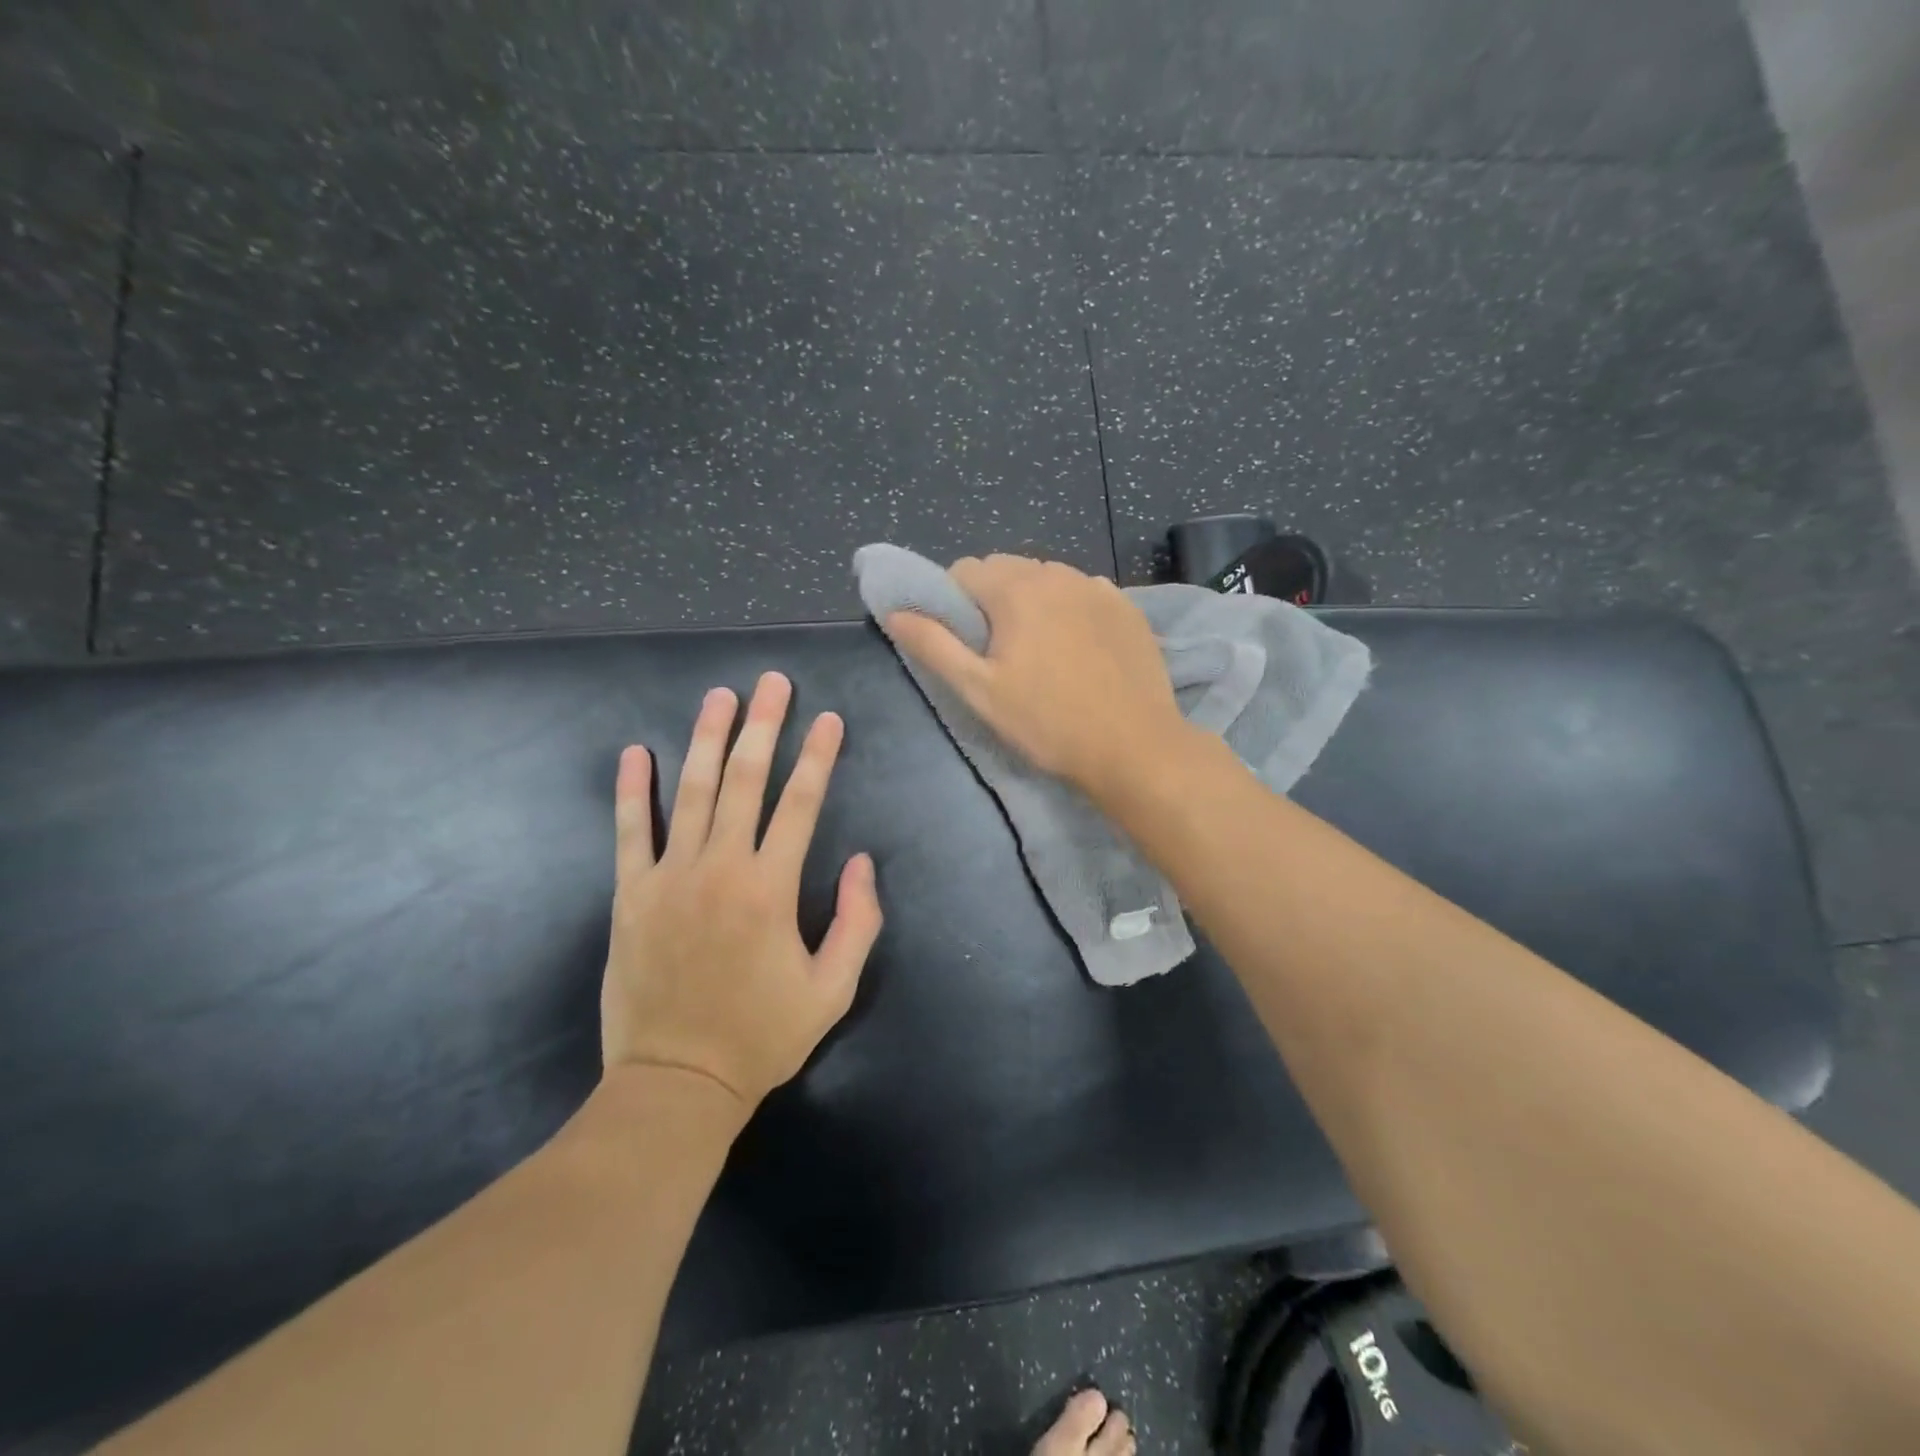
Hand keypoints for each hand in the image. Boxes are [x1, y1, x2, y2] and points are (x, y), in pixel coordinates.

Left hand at [600, 672, 882, 1111]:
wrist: (676, 1084)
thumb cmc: (762, 1037)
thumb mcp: (833, 990)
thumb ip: (857, 922)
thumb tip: (862, 862)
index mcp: (771, 888)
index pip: (800, 803)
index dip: (817, 756)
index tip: (828, 719)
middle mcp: (720, 868)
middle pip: (744, 780)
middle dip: (762, 726)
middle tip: (772, 682)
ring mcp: (669, 877)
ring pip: (690, 792)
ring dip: (705, 739)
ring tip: (719, 697)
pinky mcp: (631, 895)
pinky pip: (630, 832)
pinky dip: (632, 790)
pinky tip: (635, 753)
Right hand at [883, 554, 1190, 797]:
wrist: (1134, 747)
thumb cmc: (1048, 722)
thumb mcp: (979, 690)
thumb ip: (933, 645)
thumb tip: (895, 611)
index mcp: (1017, 589)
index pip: (964, 570)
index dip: (952, 603)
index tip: (963, 643)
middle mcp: (1058, 573)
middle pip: (1006, 569)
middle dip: (992, 599)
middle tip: (999, 652)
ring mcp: (1099, 587)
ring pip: (1047, 578)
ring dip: (1032, 601)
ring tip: (1040, 651)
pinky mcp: (1128, 607)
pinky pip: (1083, 593)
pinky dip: (1070, 609)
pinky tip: (1078, 650)